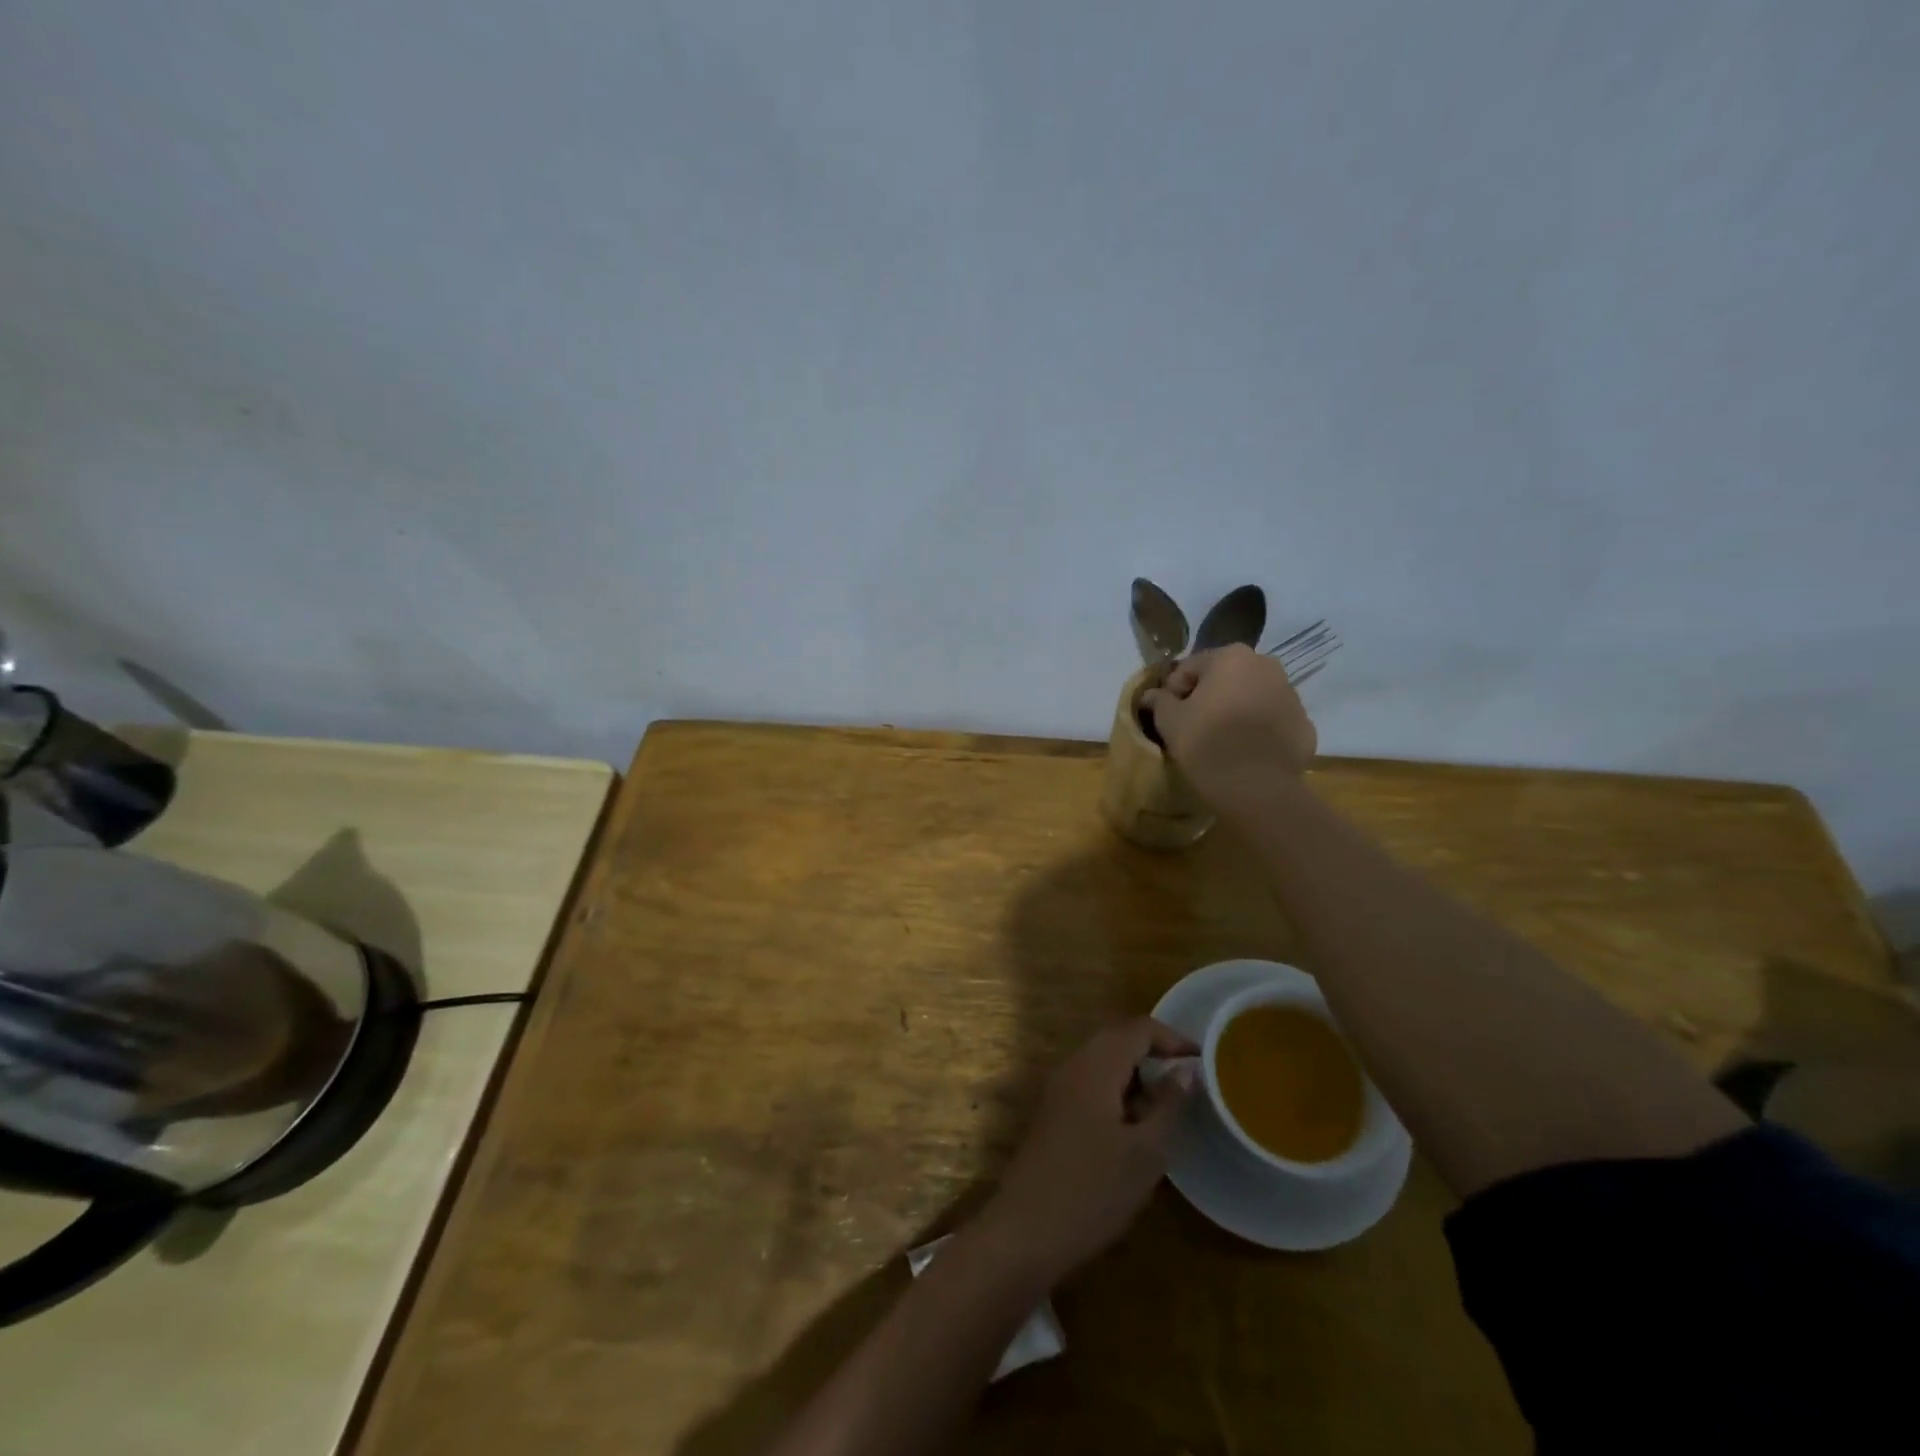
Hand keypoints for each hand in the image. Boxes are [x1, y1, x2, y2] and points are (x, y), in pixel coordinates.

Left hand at [978, 1019, 1196, 1283]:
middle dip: (1155, 1054)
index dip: (1173, 1038)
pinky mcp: (1052, 1113)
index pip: (1137, 1028)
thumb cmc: (1093, 1190)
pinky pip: (1090, 1084)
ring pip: (1103, 1063)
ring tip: (1167, 1107)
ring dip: (1136, 1075)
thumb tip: (1186, 1072)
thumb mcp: (1145, 1152)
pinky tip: (1134, 1128)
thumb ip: (1169, 1105)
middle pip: (1118, 1040)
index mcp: (1094, 1065)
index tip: (1204, 1061)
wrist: (1026, 1231)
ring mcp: (1057, 1089)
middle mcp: (1072, 1066)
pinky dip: (1117, 1092)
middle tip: (1189, 1082)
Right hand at [1140, 644, 1317, 806]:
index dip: (1174, 690)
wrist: (1257, 789)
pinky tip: (1246, 752)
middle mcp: (1267, 666)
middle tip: (1194, 726)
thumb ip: (1159, 702)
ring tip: (1222, 740)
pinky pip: (1272, 721)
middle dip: (1209, 696)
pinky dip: (1259, 730)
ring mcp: (1291, 695)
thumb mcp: (1170, 722)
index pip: (1190, 667)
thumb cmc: (1207, 744)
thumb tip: (1152, 695)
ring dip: (1235, 710)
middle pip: (1225, 677)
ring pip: (1252, 697)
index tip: (1169, 715)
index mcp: (1232, 657)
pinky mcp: (1304, 724)